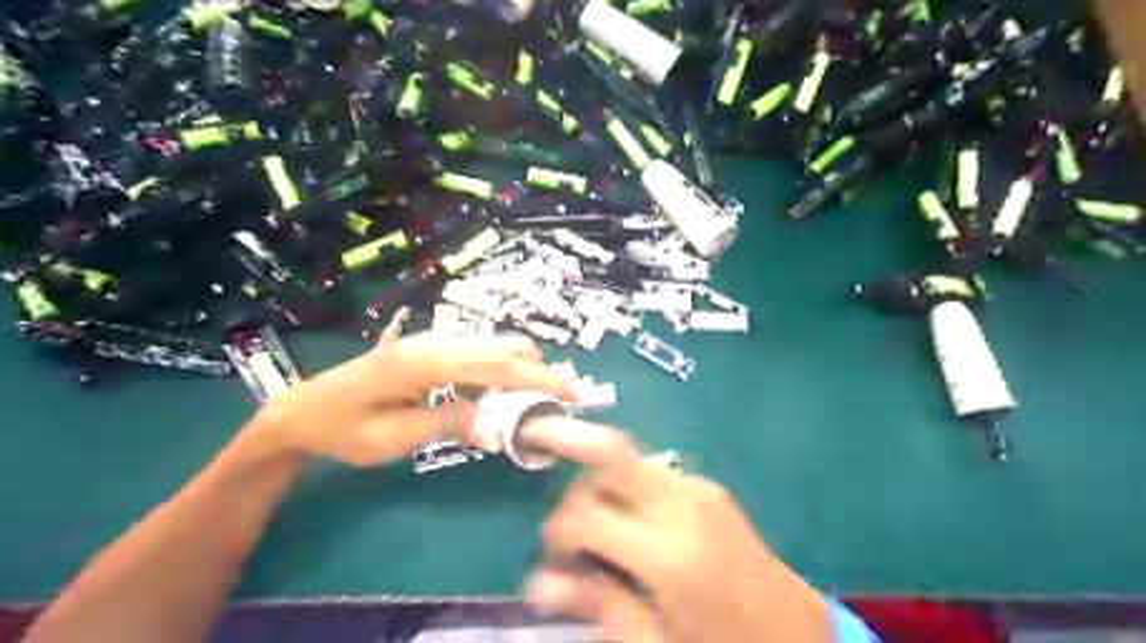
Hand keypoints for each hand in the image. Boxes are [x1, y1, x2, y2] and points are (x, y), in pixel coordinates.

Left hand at [247, 331, 578, 465]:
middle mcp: (436, 342)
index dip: (539, 379)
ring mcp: (434, 343)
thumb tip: (497, 430)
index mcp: (427, 362)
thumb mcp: (392, 437)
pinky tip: (506, 395)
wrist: (304, 409)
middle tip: (562, 399)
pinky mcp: (432, 350)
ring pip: (495, 347)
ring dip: (523, 371)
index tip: (573, 393)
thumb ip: (448, 424)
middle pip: (504, 347)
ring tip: (539, 401)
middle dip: (539, 371)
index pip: (498, 366)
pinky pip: (480, 355)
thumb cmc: (342, 429)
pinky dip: (503, 372)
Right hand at [524, 425, 832, 639]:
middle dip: (569, 449)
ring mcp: (698, 488)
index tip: (553, 555)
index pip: (587, 514)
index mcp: (669, 553)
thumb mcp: (654, 642)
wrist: (794, 629)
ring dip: (598, 478)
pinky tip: (630, 525)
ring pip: (627, 457)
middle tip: (560, 506)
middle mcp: (682, 504)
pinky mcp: (707, 487)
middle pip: (609, 453)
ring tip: (593, 523)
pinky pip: (651, 472)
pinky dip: (625, 488)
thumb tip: (536, 585)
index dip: (556, 529)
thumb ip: (596, 604)